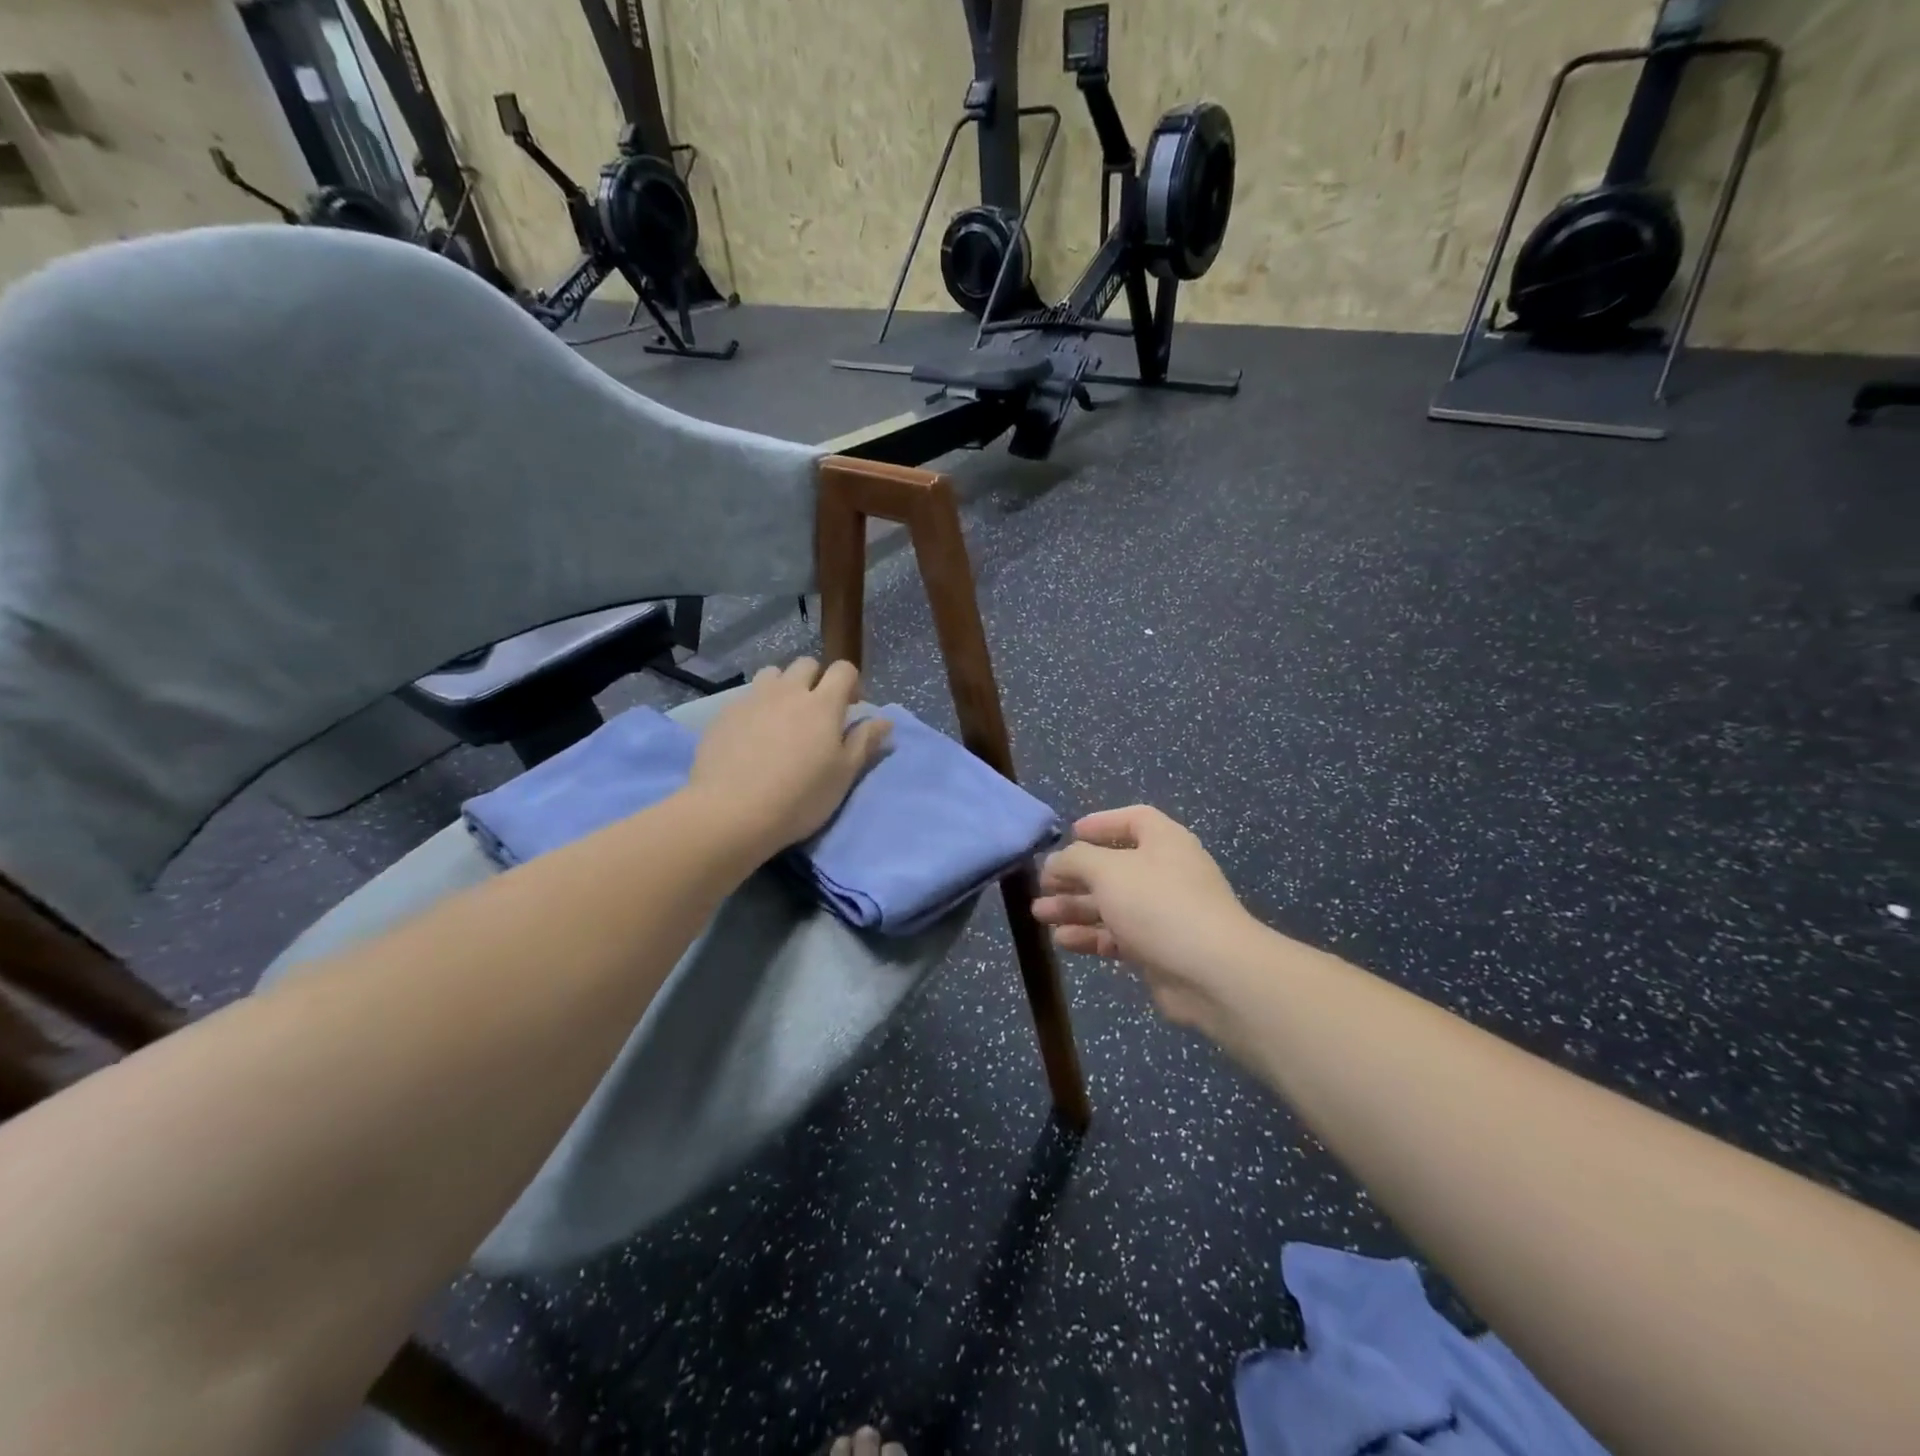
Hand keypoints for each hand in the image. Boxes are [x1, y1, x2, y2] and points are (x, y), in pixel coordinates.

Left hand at [688, 658, 890, 855]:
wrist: (731, 812)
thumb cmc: (799, 797)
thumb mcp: (843, 775)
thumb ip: (864, 742)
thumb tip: (884, 720)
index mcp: (823, 704)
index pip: (843, 669)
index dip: (851, 683)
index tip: (851, 708)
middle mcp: (788, 692)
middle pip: (806, 664)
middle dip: (816, 680)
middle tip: (817, 712)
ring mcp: (752, 700)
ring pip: (772, 674)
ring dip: (783, 687)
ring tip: (782, 717)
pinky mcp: (724, 714)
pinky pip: (746, 698)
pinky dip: (756, 708)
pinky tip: (752, 737)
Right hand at [1033, 806, 1257, 1026]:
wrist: (1211, 973)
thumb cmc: (1158, 905)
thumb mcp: (1108, 871)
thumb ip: (1075, 860)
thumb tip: (1055, 861)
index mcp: (1164, 841)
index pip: (1133, 819)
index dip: (1101, 823)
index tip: (1069, 834)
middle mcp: (1165, 872)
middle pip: (1114, 866)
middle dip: (1075, 875)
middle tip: (1041, 884)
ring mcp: (1163, 913)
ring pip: (1111, 904)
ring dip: (1075, 907)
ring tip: (1039, 914)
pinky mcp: (1158, 949)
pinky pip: (1117, 935)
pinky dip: (1090, 935)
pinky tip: (1062, 940)